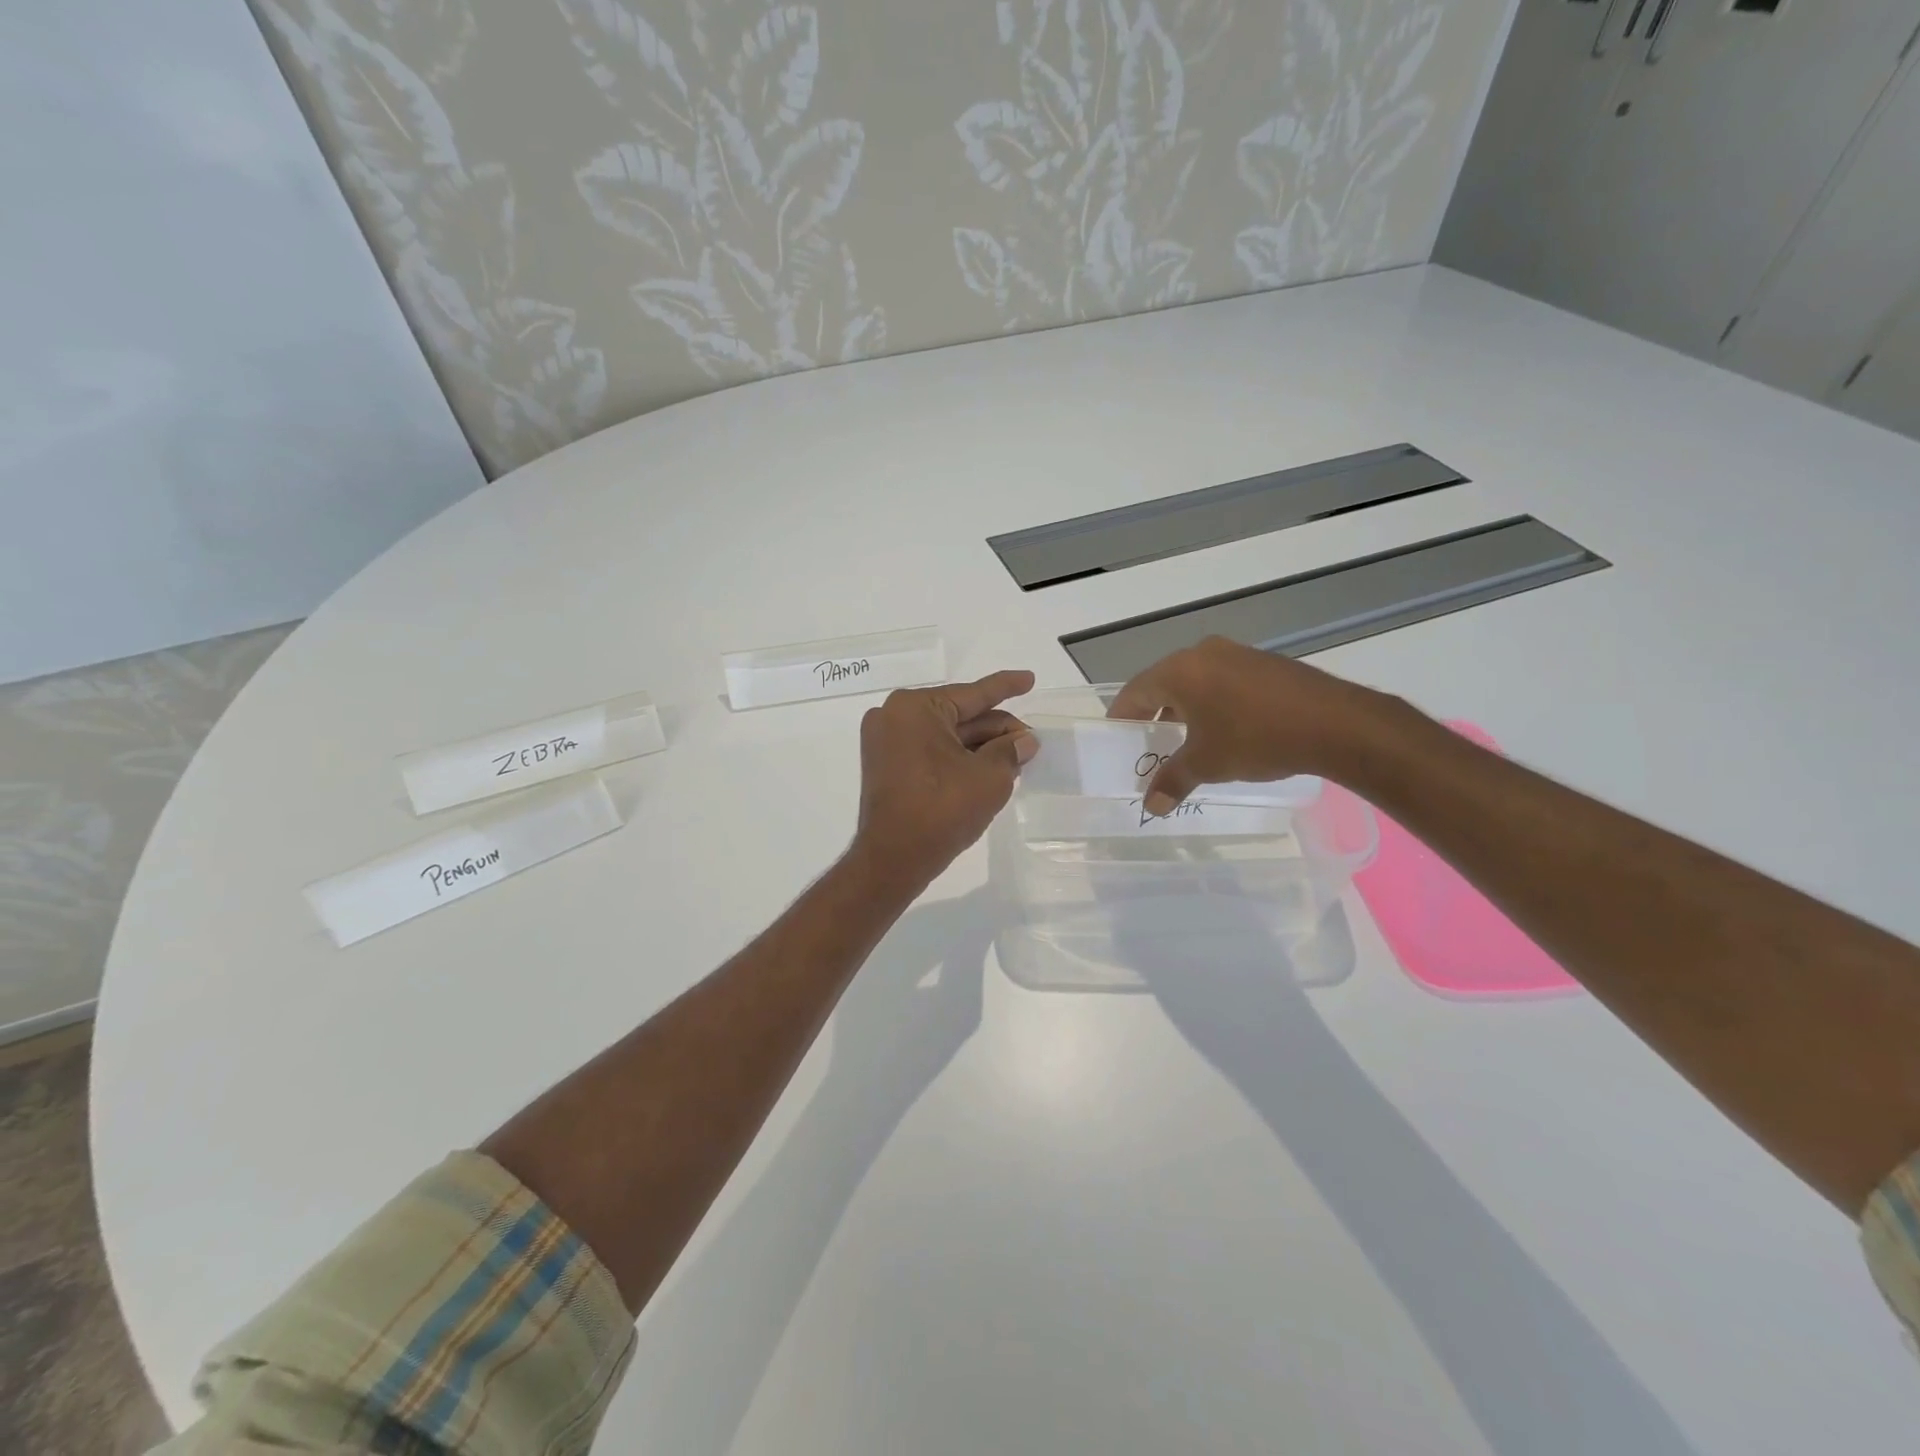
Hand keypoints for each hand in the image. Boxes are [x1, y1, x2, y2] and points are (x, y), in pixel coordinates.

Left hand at [851, 670, 1037, 893]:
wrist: (893, 860)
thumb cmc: (941, 809)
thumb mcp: (989, 777)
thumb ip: (1010, 751)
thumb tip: (1025, 741)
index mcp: (915, 708)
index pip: (973, 694)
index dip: (1006, 687)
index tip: (1029, 678)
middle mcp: (894, 716)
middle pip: (960, 715)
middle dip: (997, 728)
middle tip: (1031, 741)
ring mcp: (886, 743)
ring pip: (946, 736)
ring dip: (981, 746)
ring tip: (1017, 756)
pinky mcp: (887, 767)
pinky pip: (931, 752)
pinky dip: (959, 758)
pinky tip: (989, 767)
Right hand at [1109, 637, 1394, 814]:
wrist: (1335, 723)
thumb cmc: (1255, 738)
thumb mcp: (1207, 764)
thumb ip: (1173, 781)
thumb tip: (1151, 806)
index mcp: (1180, 671)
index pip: (1135, 691)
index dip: (1122, 716)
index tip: (1117, 737)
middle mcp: (1204, 654)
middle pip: (1164, 683)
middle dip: (1154, 715)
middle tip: (1150, 744)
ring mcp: (1238, 654)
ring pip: (1196, 682)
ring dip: (1185, 710)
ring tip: (1187, 741)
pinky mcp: (1265, 663)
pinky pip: (1224, 681)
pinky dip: (1214, 704)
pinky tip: (1225, 730)